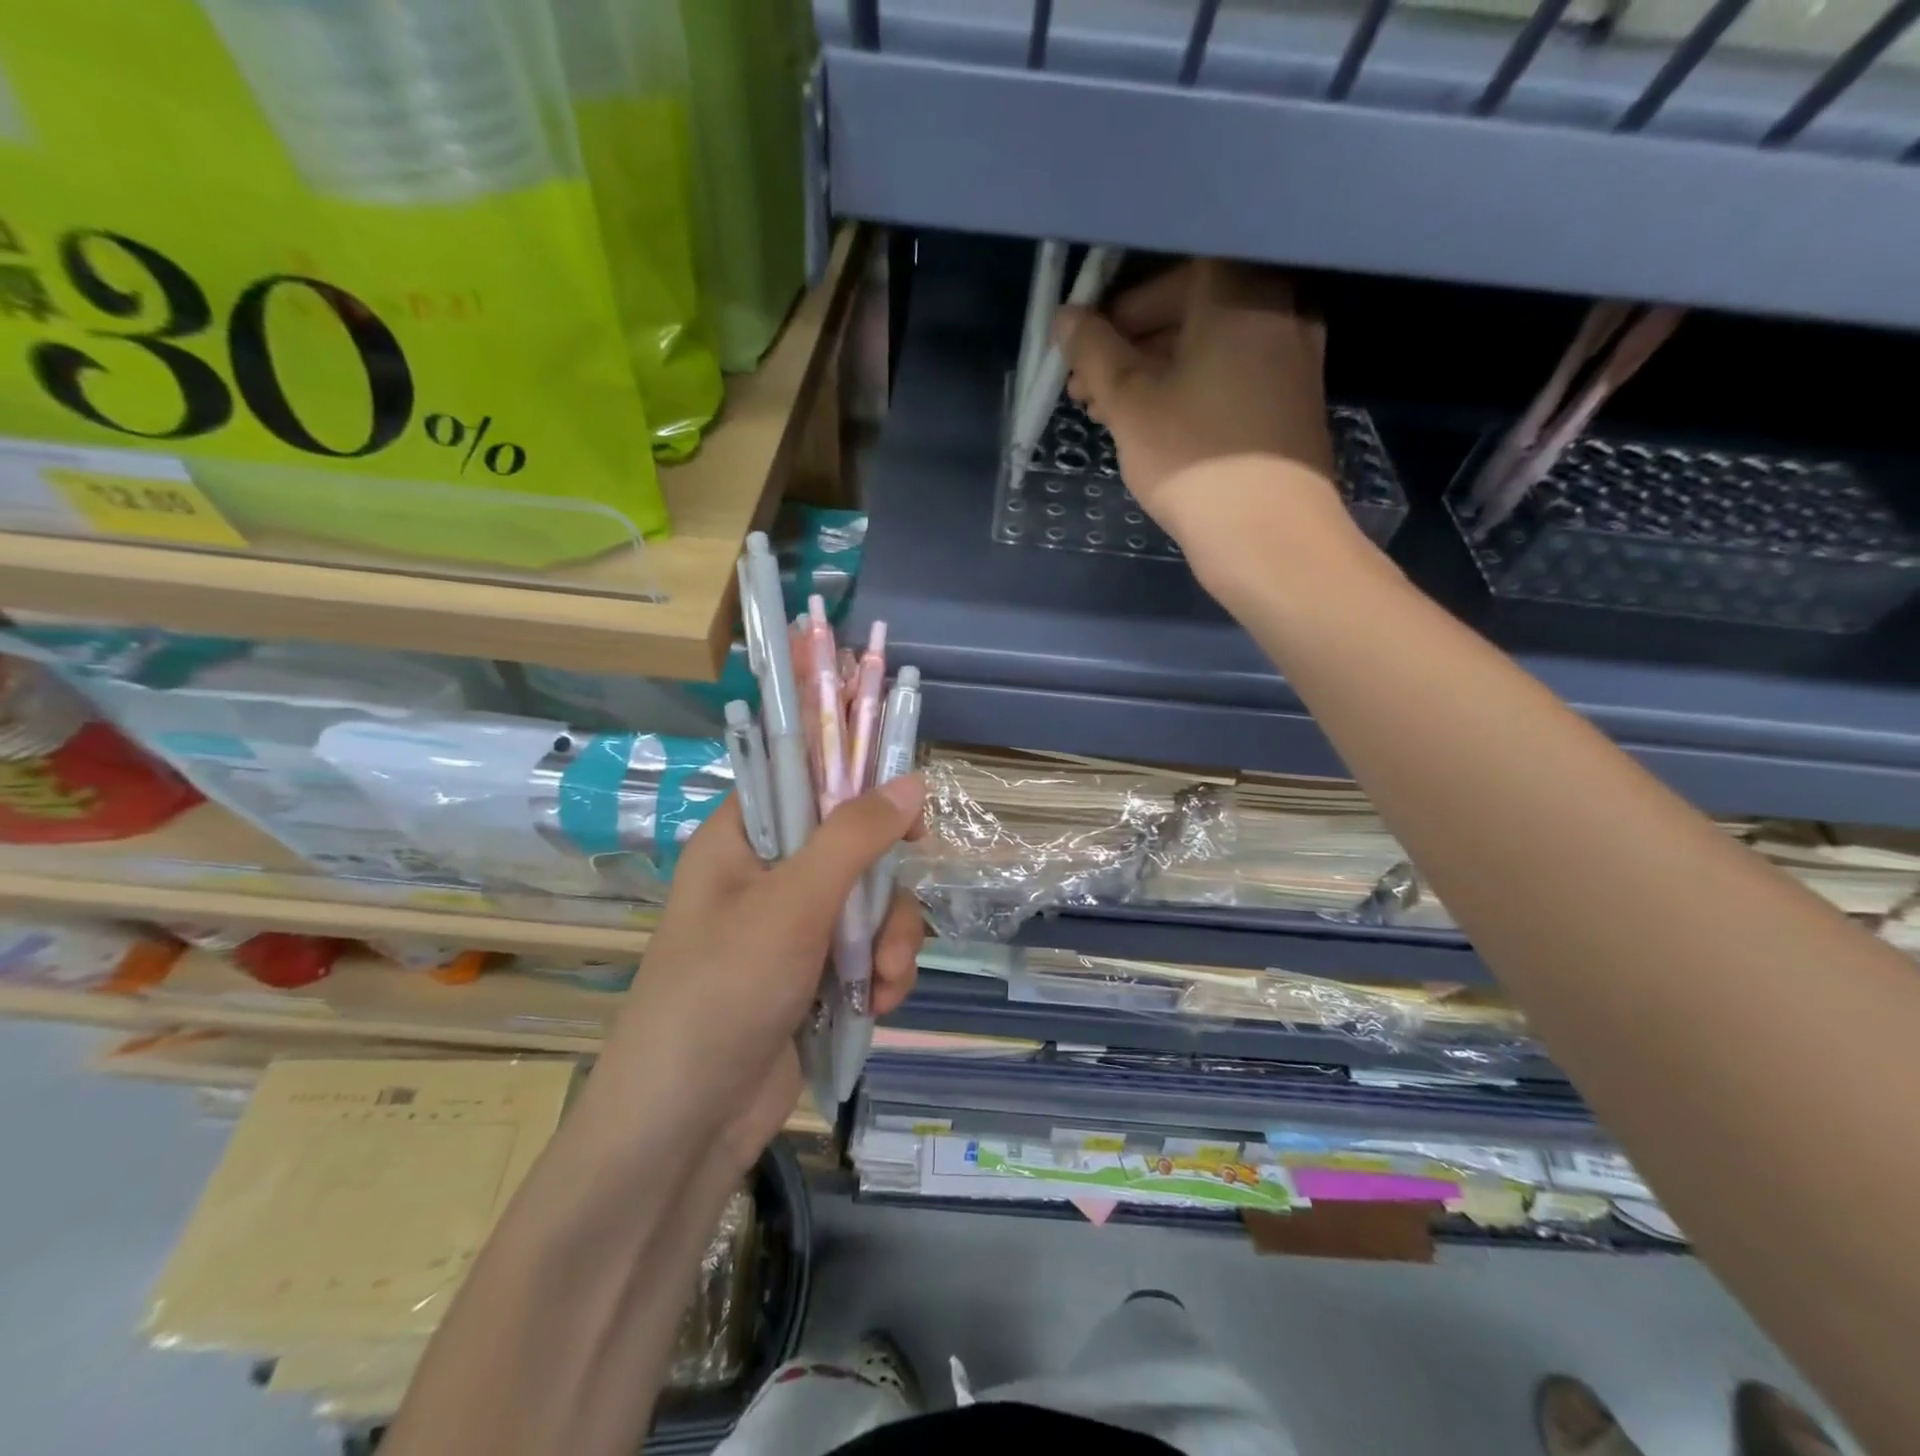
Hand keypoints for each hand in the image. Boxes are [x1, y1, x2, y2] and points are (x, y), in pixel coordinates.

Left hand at [598, 779, 927, 1169]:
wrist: (688, 1127)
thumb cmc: (724, 993)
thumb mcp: (792, 906)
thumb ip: (853, 838)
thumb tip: (910, 781)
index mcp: (741, 840)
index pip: (799, 777)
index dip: (852, 777)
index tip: (903, 799)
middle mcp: (767, 876)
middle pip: (852, 844)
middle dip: (884, 887)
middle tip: (896, 913)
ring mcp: (793, 929)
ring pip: (870, 903)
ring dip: (892, 940)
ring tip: (886, 980)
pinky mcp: (815, 976)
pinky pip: (869, 951)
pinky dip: (883, 974)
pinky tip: (881, 1005)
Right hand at [1056, 259, 1342, 569]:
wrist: (1269, 536)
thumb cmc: (1193, 457)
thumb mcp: (1129, 402)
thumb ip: (1093, 351)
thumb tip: (1066, 316)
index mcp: (1240, 292)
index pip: (1171, 269)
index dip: (1119, 304)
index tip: (1084, 343)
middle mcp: (1277, 309)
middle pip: (1190, 307)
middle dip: (1129, 345)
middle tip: (1084, 386)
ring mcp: (1291, 356)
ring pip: (1206, 347)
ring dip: (1151, 372)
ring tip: (1104, 413)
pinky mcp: (1289, 400)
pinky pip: (1228, 375)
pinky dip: (1186, 390)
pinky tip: (1149, 426)